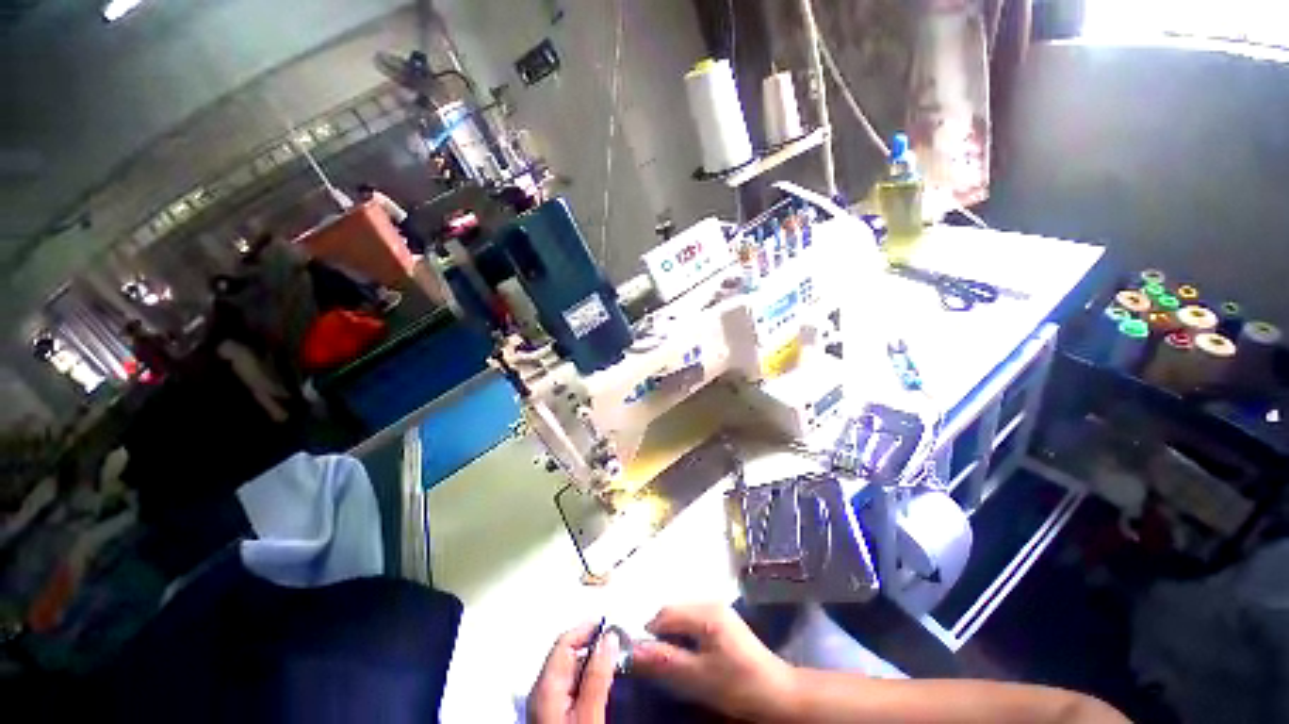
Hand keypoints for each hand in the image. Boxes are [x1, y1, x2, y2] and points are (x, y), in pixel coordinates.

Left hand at [528, 621, 618, 723]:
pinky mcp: (550, 717)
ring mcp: (543, 706)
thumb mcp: (588, 711)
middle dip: (592, 648)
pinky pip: (569, 689)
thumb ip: (598, 675)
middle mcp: (539, 693)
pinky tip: (599, 690)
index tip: (610, 627)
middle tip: (616, 648)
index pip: (565, 641)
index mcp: (544, 686)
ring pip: (569, 673)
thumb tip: (609, 639)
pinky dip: (585, 682)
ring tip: (612, 668)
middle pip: (567, 655)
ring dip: (591, 666)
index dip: (588, 629)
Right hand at [630, 604, 797, 721]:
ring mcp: (718, 609)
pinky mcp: (723, 619)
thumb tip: (632, 650)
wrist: (777, 693)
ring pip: (682, 615)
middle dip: (662, 635)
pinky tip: (692, 655)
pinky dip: (686, 635)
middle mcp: (710, 602)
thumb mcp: (697, 677)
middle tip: (661, 664)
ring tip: (676, 662)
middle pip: (673, 611)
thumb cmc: (737, 684)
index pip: (664, 614)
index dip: (649, 635)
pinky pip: (694, 620)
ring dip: (673, 635)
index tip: (644, 659)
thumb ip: (665, 661)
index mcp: (705, 612)